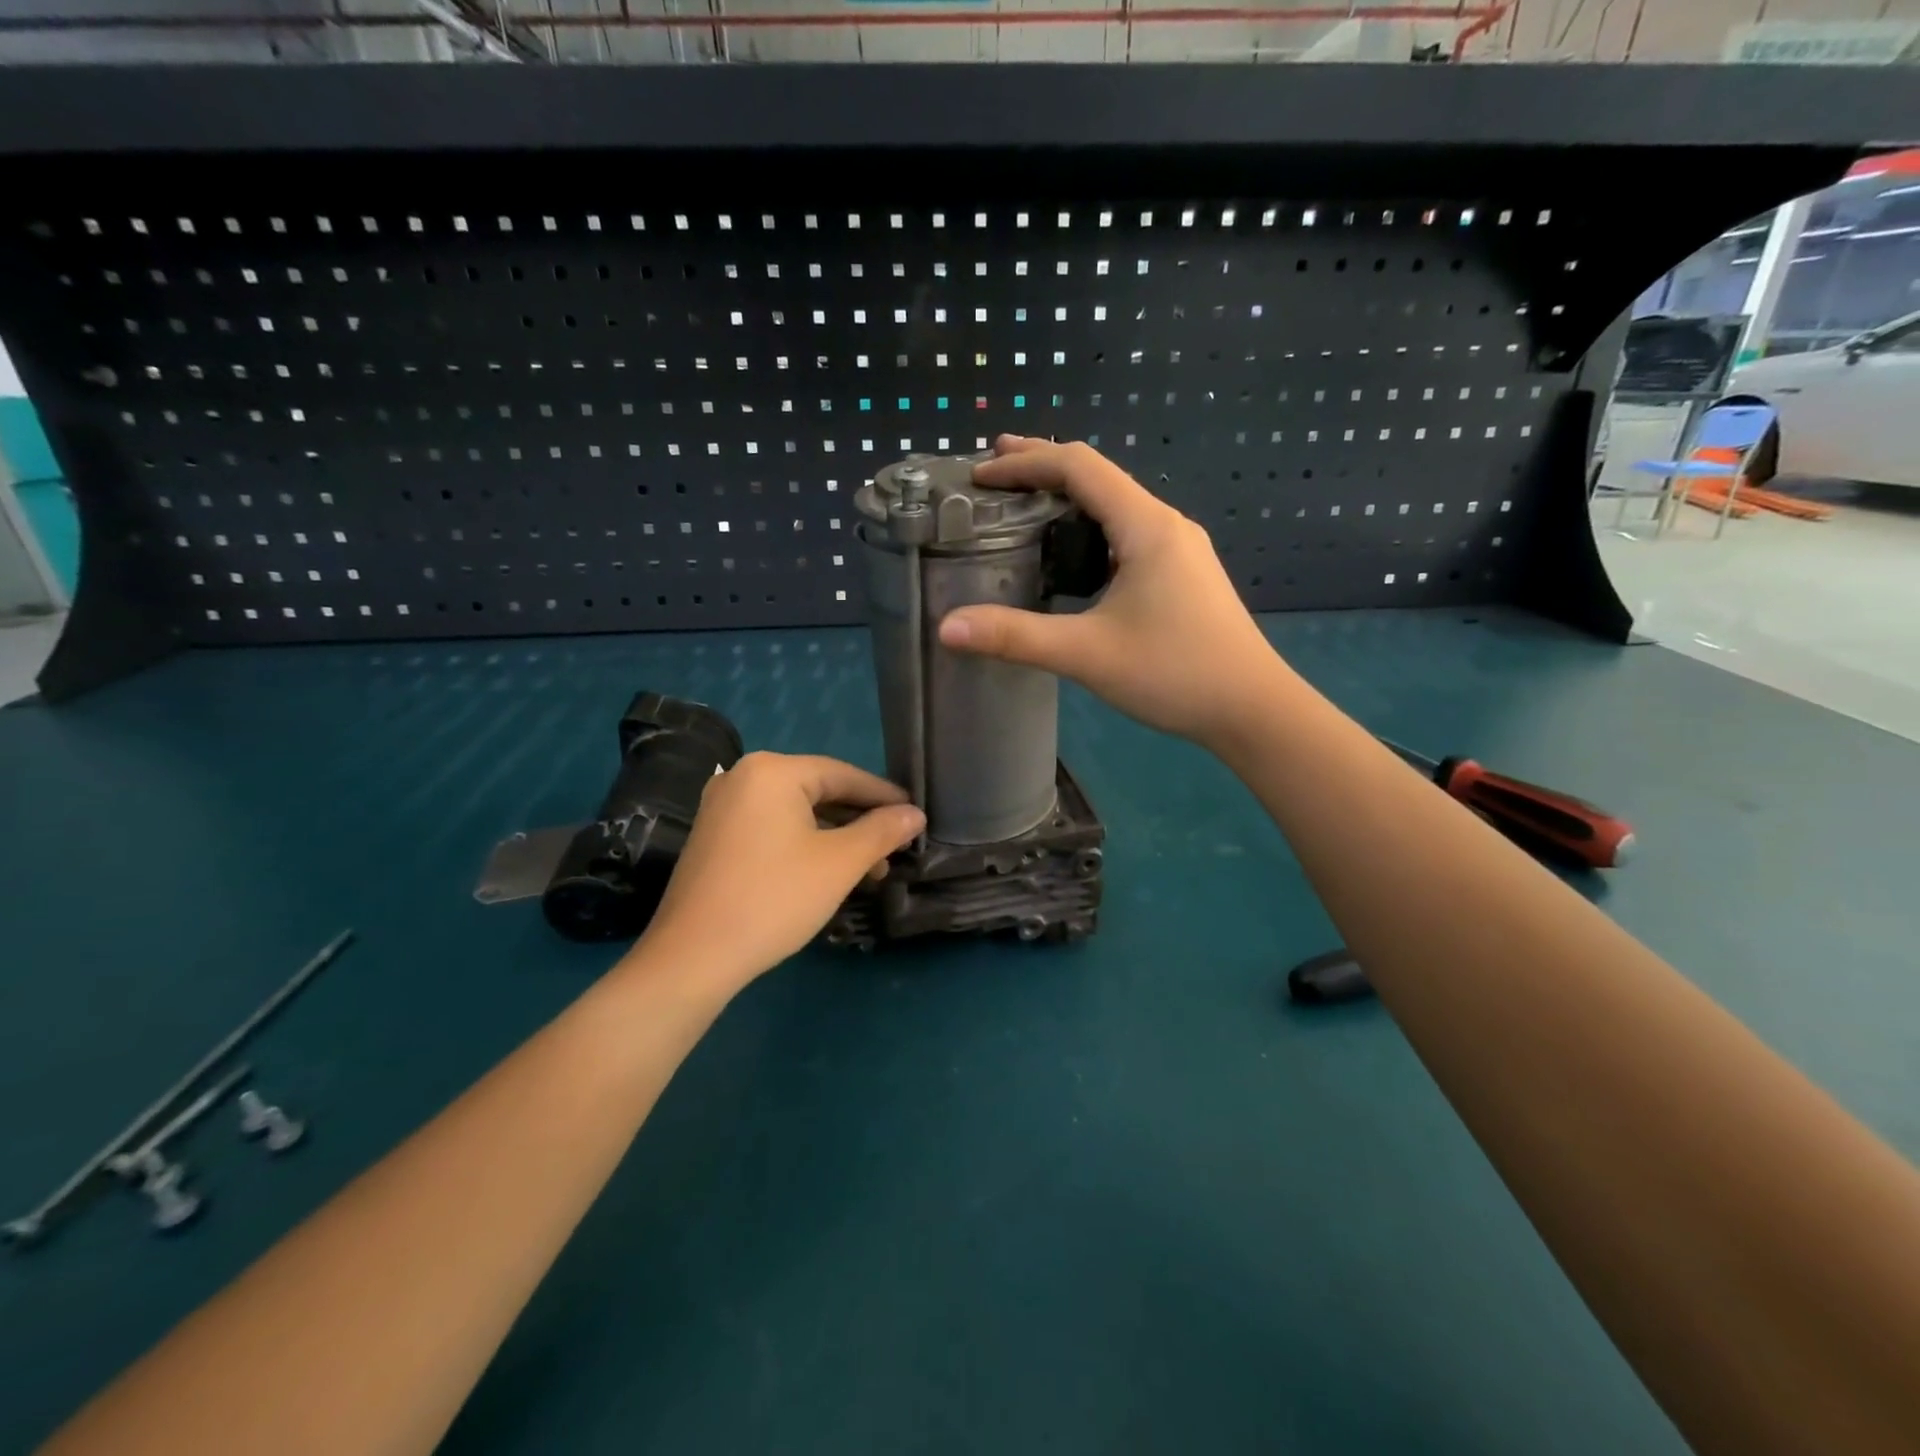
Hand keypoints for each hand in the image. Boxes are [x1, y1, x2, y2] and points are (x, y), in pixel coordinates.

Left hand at [636, 752, 923, 985]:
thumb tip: (915, 813)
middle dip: (860, 822)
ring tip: (868, 871)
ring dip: (835, 838)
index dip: (883, 795)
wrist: (692, 957)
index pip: (843, 774)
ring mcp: (722, 807)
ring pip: (796, 813)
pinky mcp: (714, 837)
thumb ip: (882, 831)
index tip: (916, 814)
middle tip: (894, 849)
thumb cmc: (774, 899)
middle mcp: (742, 777)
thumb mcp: (839, 863)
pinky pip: (771, 828)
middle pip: (818, 791)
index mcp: (772, 771)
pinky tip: (827, 872)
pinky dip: (804, 844)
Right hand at [937, 436, 1290, 750]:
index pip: (1079, 467)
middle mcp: (1164, 524)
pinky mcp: (1182, 574)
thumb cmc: (1175, 673)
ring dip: (1067, 500)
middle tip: (991, 471)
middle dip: (1042, 468)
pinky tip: (1070, 557)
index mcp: (1145, 525)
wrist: (1252, 708)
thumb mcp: (1087, 654)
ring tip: (1023, 508)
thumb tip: (947, 627)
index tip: (979, 472)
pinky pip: (1126, 534)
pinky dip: (1088, 531)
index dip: (1025, 462)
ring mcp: (1178, 549)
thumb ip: (1016, 637)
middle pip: (1097, 477)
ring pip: (1114, 506)